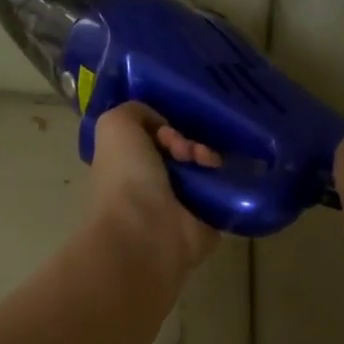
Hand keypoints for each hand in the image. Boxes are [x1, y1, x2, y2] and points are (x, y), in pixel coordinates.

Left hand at [89, 102, 219, 276]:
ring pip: (204, 170)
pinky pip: (224, 194)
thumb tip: (162, 126)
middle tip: (188, 151)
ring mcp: (180, 206)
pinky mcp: (207, 222)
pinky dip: (228, 181)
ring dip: (209, 157)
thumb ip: (134, 112)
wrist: (147, 231)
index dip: (163, 127)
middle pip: (181, 151)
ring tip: (208, 162)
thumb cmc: (126, 178)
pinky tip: (220, 176)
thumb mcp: (115, 126)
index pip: (152, 139)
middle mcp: (151, 186)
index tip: (167, 130)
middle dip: (189, 142)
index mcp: (126, 167)